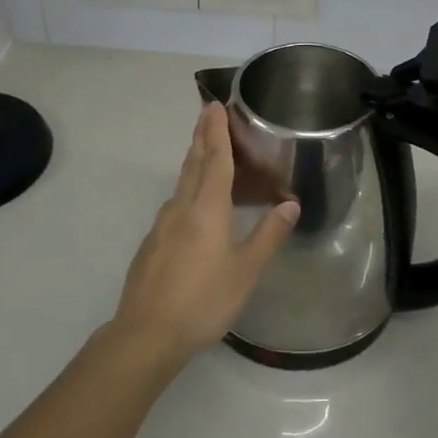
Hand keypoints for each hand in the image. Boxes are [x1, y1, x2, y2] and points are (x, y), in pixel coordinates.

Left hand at [111, 102, 299, 357]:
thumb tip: (290, 203)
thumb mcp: (246, 270)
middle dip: (202, 137)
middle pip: (193, 163)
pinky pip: (175, 205)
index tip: (214, 105)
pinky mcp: (152, 243)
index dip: (217, 131)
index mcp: (207, 208)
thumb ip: (269, 234)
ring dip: (195, 162)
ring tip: (207, 153)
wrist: (147, 332)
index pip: (215, 159)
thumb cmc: (204, 299)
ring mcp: (162, 225)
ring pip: (182, 184)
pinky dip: (188, 191)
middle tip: (207, 113)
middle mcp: (181, 207)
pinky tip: (194, 207)